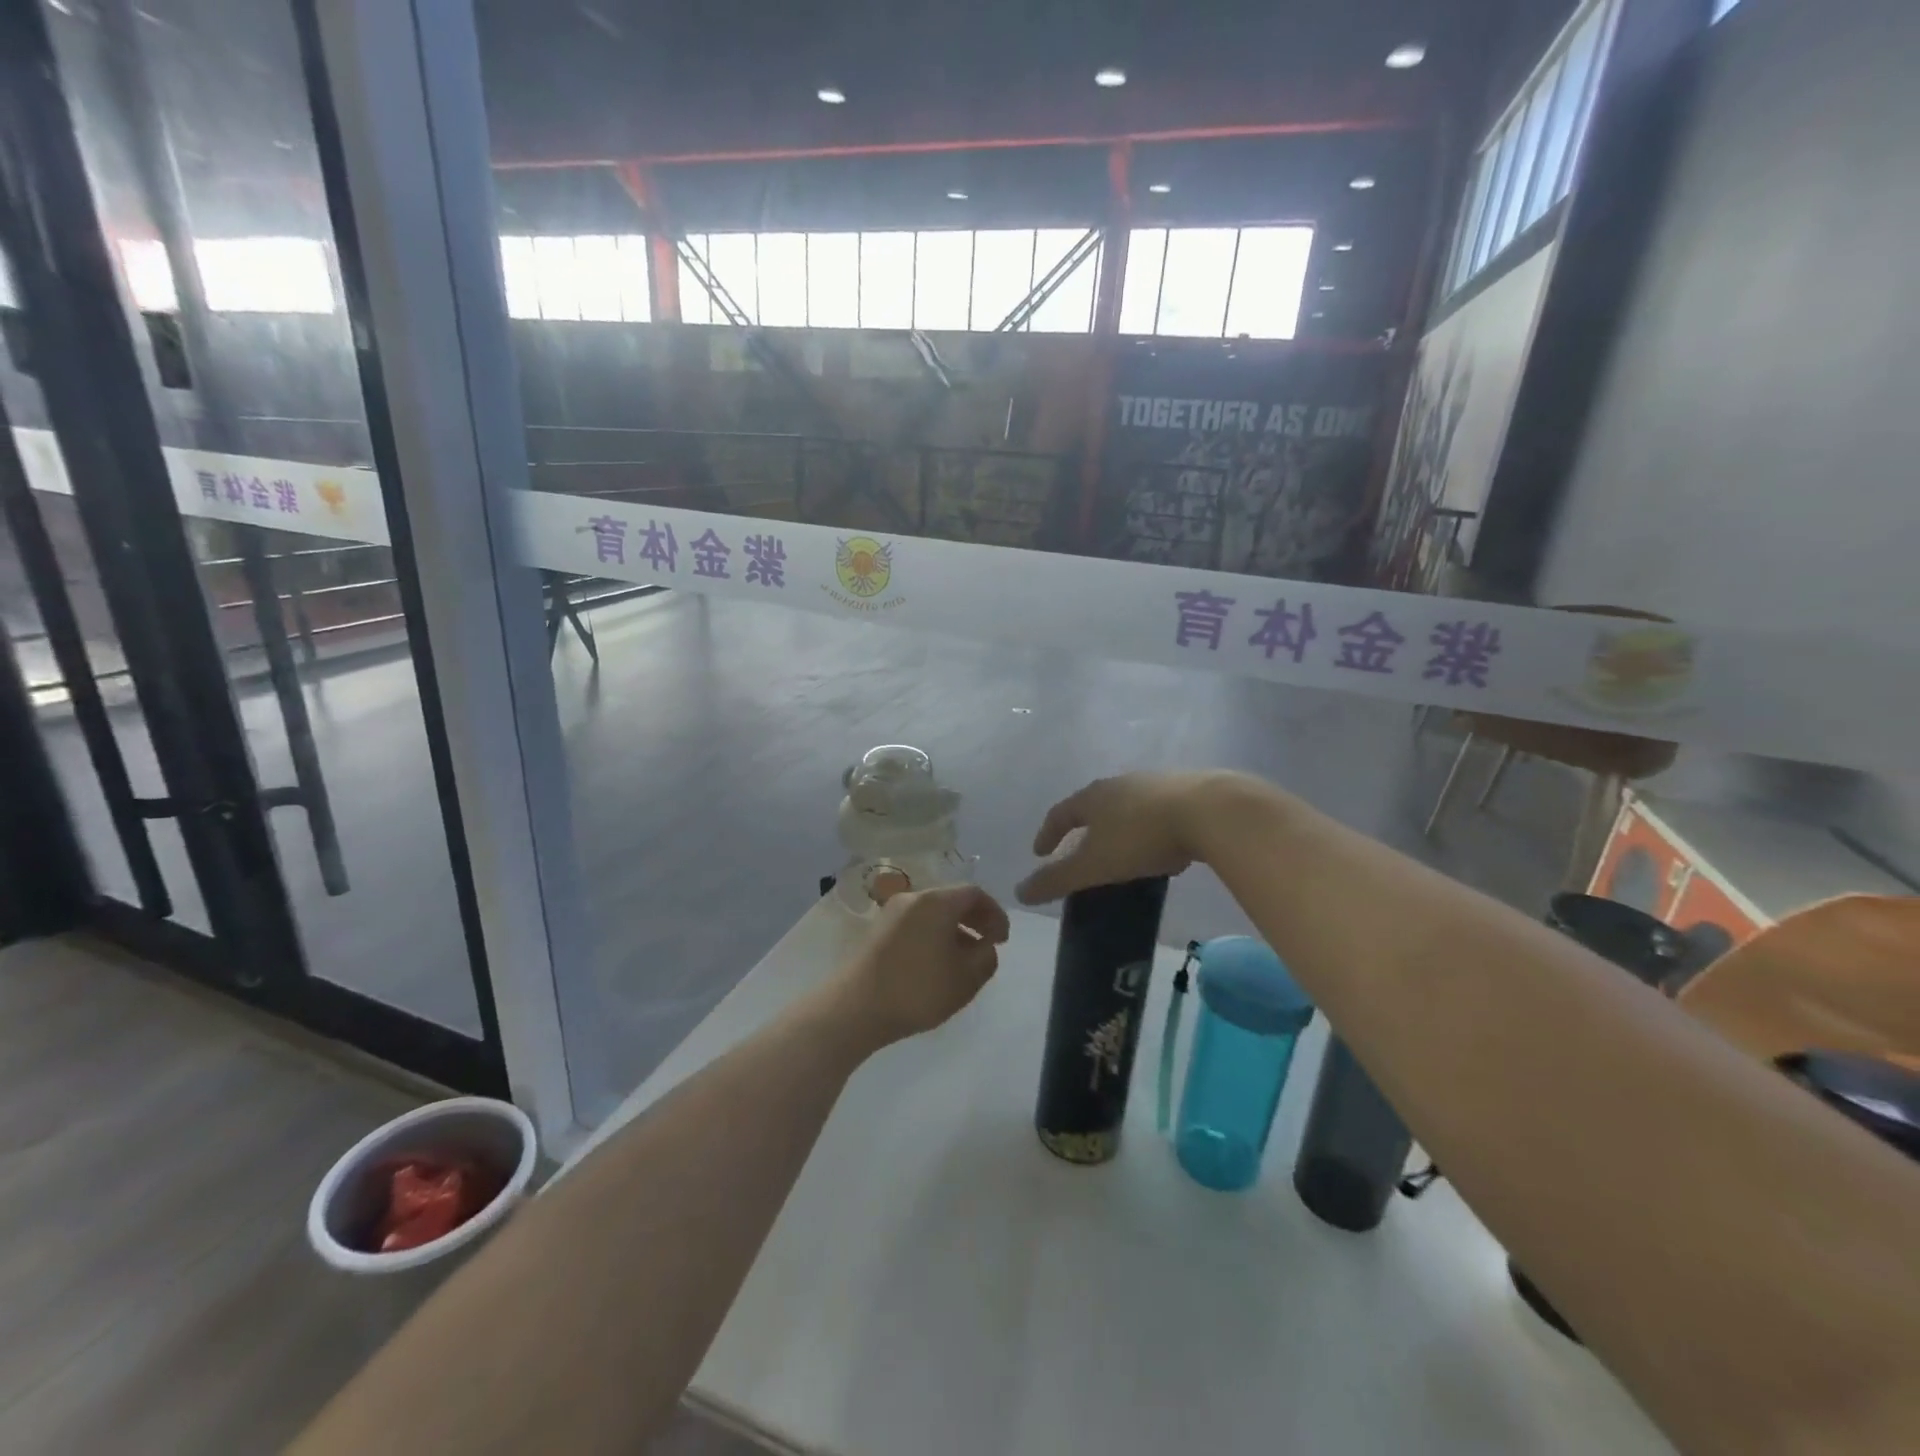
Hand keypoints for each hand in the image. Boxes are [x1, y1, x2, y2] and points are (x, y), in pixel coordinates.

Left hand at [828, 884, 1009, 1049]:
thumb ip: (986, 957)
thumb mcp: (966, 979)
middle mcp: (913, 898)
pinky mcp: (877, 931)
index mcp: (937, 901)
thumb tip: (986, 945)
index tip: (1003, 940)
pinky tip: (935, 965)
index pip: (975, 893)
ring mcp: (891, 913)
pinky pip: (915, 924)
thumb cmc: (917, 989)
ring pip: (932, 913)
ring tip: (963, 961)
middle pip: (952, 900)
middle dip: (974, 920)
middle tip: (987, 946)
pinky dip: (932, 936)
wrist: (854, 1008)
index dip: (995, 913)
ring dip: (953, 930)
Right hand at [1015, 771, 1243, 904]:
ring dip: (1119, 826)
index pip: (1061, 813)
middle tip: (1080, 850)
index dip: (1048, 833)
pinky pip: (1159, 811)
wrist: (1210, 811)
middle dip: (1084, 828)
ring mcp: (1156, 783)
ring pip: (1128, 806)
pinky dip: (1151, 828)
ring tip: (1122, 850)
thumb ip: (1057, 880)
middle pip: (1094, 805)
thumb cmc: (1141, 837)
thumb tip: (1019, 893)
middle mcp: (1121, 783)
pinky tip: (1163, 847)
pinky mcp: (1189, 790)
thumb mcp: (1094, 865)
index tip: (1039, 852)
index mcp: (1093, 797)